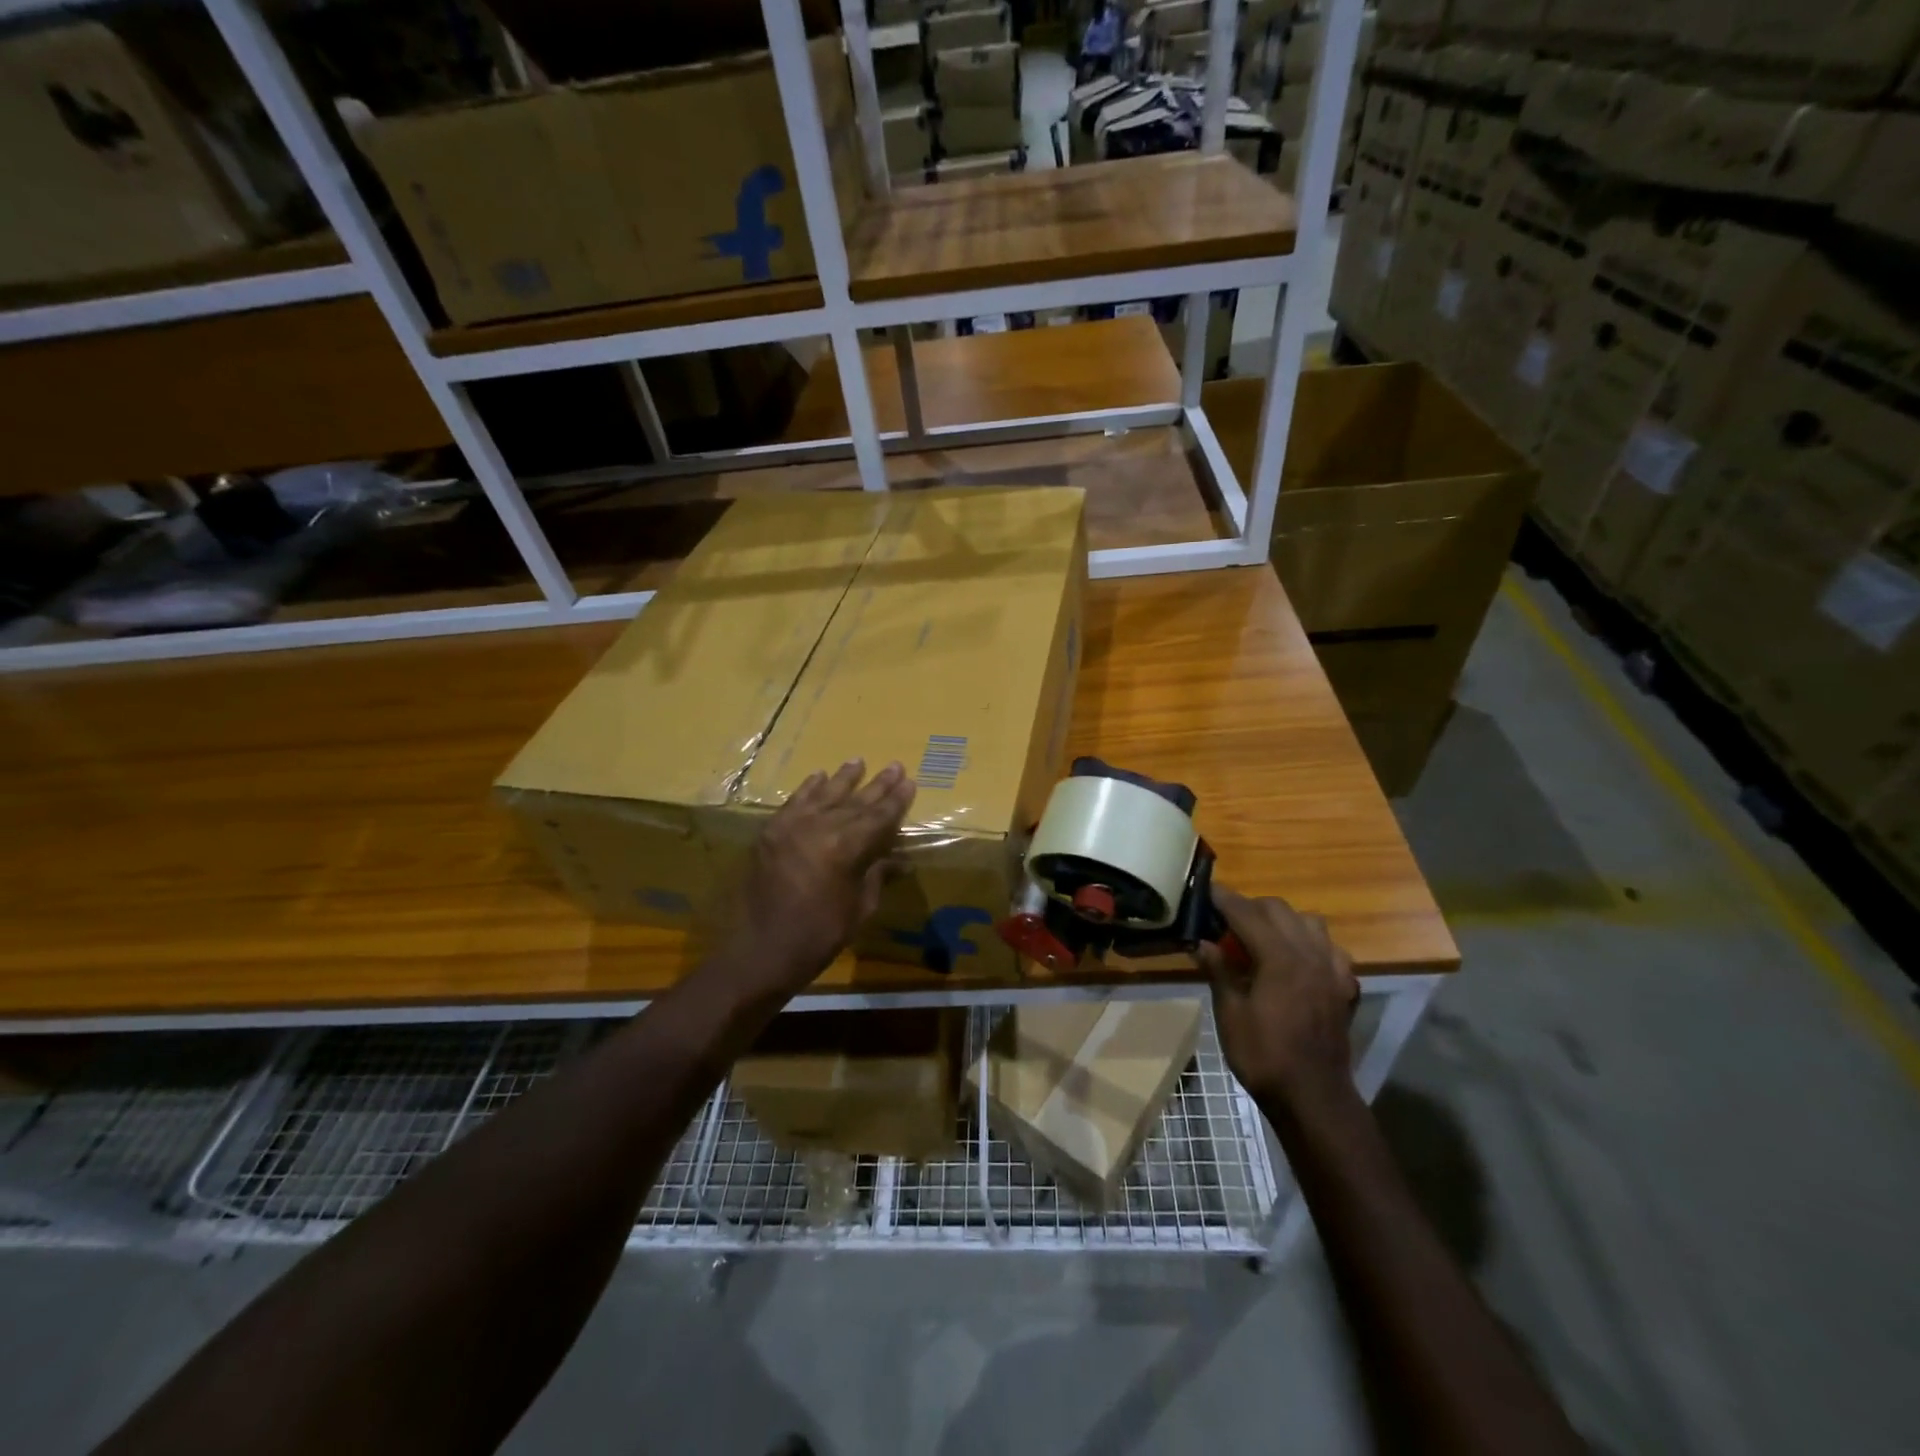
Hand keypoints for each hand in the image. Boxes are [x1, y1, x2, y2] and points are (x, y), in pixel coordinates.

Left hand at [718, 759, 915, 996]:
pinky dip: (808, 788)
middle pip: (855, 801)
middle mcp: (820, 827)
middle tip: (895, 766)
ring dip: (843, 778)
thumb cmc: (820, 935)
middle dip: (877, 785)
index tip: (909, 782)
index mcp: (847, 847)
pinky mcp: (771, 832)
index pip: (879, 817)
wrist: (763, 949)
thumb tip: (898, 860)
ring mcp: (792, 826)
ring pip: (824, 794)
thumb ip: (876, 875)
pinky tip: (819, 776)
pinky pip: (794, 802)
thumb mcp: (859, 907)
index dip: (896, 801)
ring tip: (858, 761)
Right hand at [1197, 887, 1358, 1107]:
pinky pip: (1330, 949)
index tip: (1203, 891)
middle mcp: (1310, 953)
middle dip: (1249, 907)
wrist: (1313, 1097)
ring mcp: (1333, 969)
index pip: (1246, 912)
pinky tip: (1297, 962)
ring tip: (1262, 938)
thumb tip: (1200, 942)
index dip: (1222, 899)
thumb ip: (1218, 970)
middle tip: (1225, 921)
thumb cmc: (1264, 1056)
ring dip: (1283, 920)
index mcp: (1279, 957)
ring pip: (1309, 922)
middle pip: (1278, 909)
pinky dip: (1310, 945)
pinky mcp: (1345, 987)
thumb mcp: (1230, 1013)